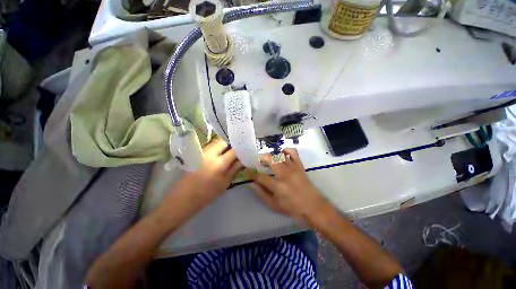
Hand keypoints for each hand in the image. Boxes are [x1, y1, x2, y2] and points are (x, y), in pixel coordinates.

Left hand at [167, 138, 243, 208]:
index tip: (246, 151)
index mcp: (219, 163)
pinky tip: (220, 155)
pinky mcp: (197, 154)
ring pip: (216, 142)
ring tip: (229, 152)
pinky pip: (210, 146)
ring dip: (224, 145)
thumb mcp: (224, 183)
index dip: (241, 149)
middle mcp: (210, 153)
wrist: (183, 198)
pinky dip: (217, 148)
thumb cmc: (207, 194)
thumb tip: (242, 160)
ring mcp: (202, 152)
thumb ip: (234, 169)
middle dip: (232, 144)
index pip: (234, 150)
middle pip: (224, 141)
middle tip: (237, 151)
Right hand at [249, 148, 329, 222]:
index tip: (246, 170)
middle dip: (261, 158)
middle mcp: (284, 173)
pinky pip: (293, 152)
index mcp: (277, 186)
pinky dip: (286, 150)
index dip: (251, 173)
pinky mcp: (299, 165)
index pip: (260, 177)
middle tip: (258, 163)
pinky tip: (282, 153)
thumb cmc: (293, 208)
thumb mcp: (274, 205)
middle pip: (270, 159)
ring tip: (268, 160)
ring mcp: (293, 168)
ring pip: (279, 154)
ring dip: (271, 156)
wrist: (313, 207)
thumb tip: (252, 184)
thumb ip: (262, 194)